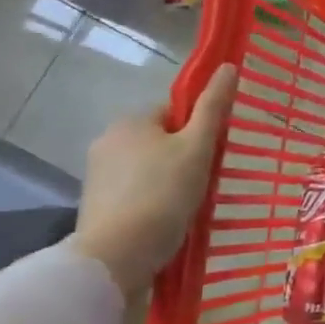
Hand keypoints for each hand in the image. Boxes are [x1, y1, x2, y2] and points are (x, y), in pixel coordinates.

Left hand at [68, 65, 237, 299]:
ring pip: (148, 167)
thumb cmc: (163, 194)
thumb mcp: (197, 147)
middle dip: (184, 157)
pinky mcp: (96, 205)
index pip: (175, 111)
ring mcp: (98, 175)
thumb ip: (213, 107)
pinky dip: (153, 201)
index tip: (214, 154)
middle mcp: (108, 140)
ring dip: (169, 180)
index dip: (199, 129)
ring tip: (190, 205)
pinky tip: (168, 219)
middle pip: (161, 140)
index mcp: (131, 120)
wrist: (116, 256)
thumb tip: (228, 67)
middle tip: (207, 181)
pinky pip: (135, 192)